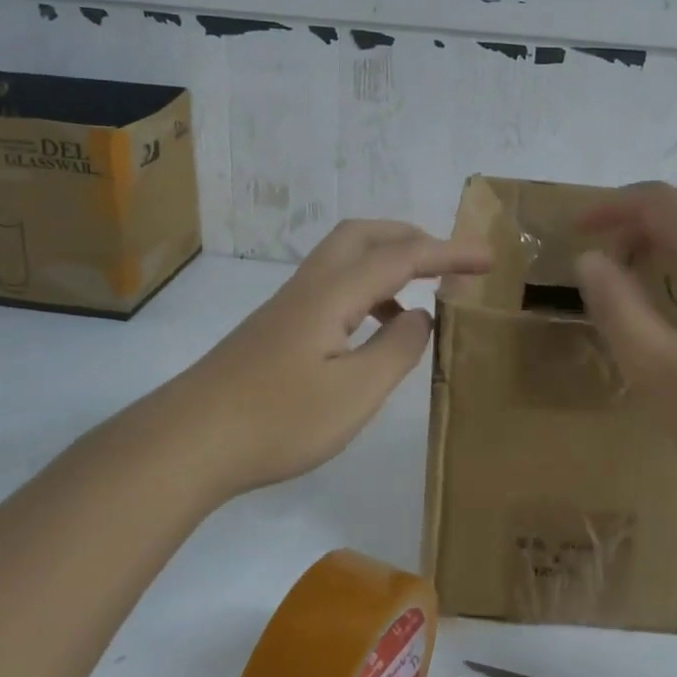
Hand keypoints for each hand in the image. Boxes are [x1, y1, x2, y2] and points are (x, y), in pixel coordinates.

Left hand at [167, 219, 491, 494]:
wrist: (189, 441)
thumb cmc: (277, 420)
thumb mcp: (354, 393)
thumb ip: (396, 349)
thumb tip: (419, 315)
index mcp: (333, 294)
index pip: (402, 257)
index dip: (448, 254)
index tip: (488, 259)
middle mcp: (310, 287)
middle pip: (364, 235)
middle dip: (411, 237)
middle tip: (447, 263)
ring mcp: (288, 306)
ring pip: (343, 259)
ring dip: (386, 263)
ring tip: (418, 298)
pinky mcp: (276, 329)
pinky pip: (332, 287)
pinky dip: (365, 291)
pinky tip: (371, 332)